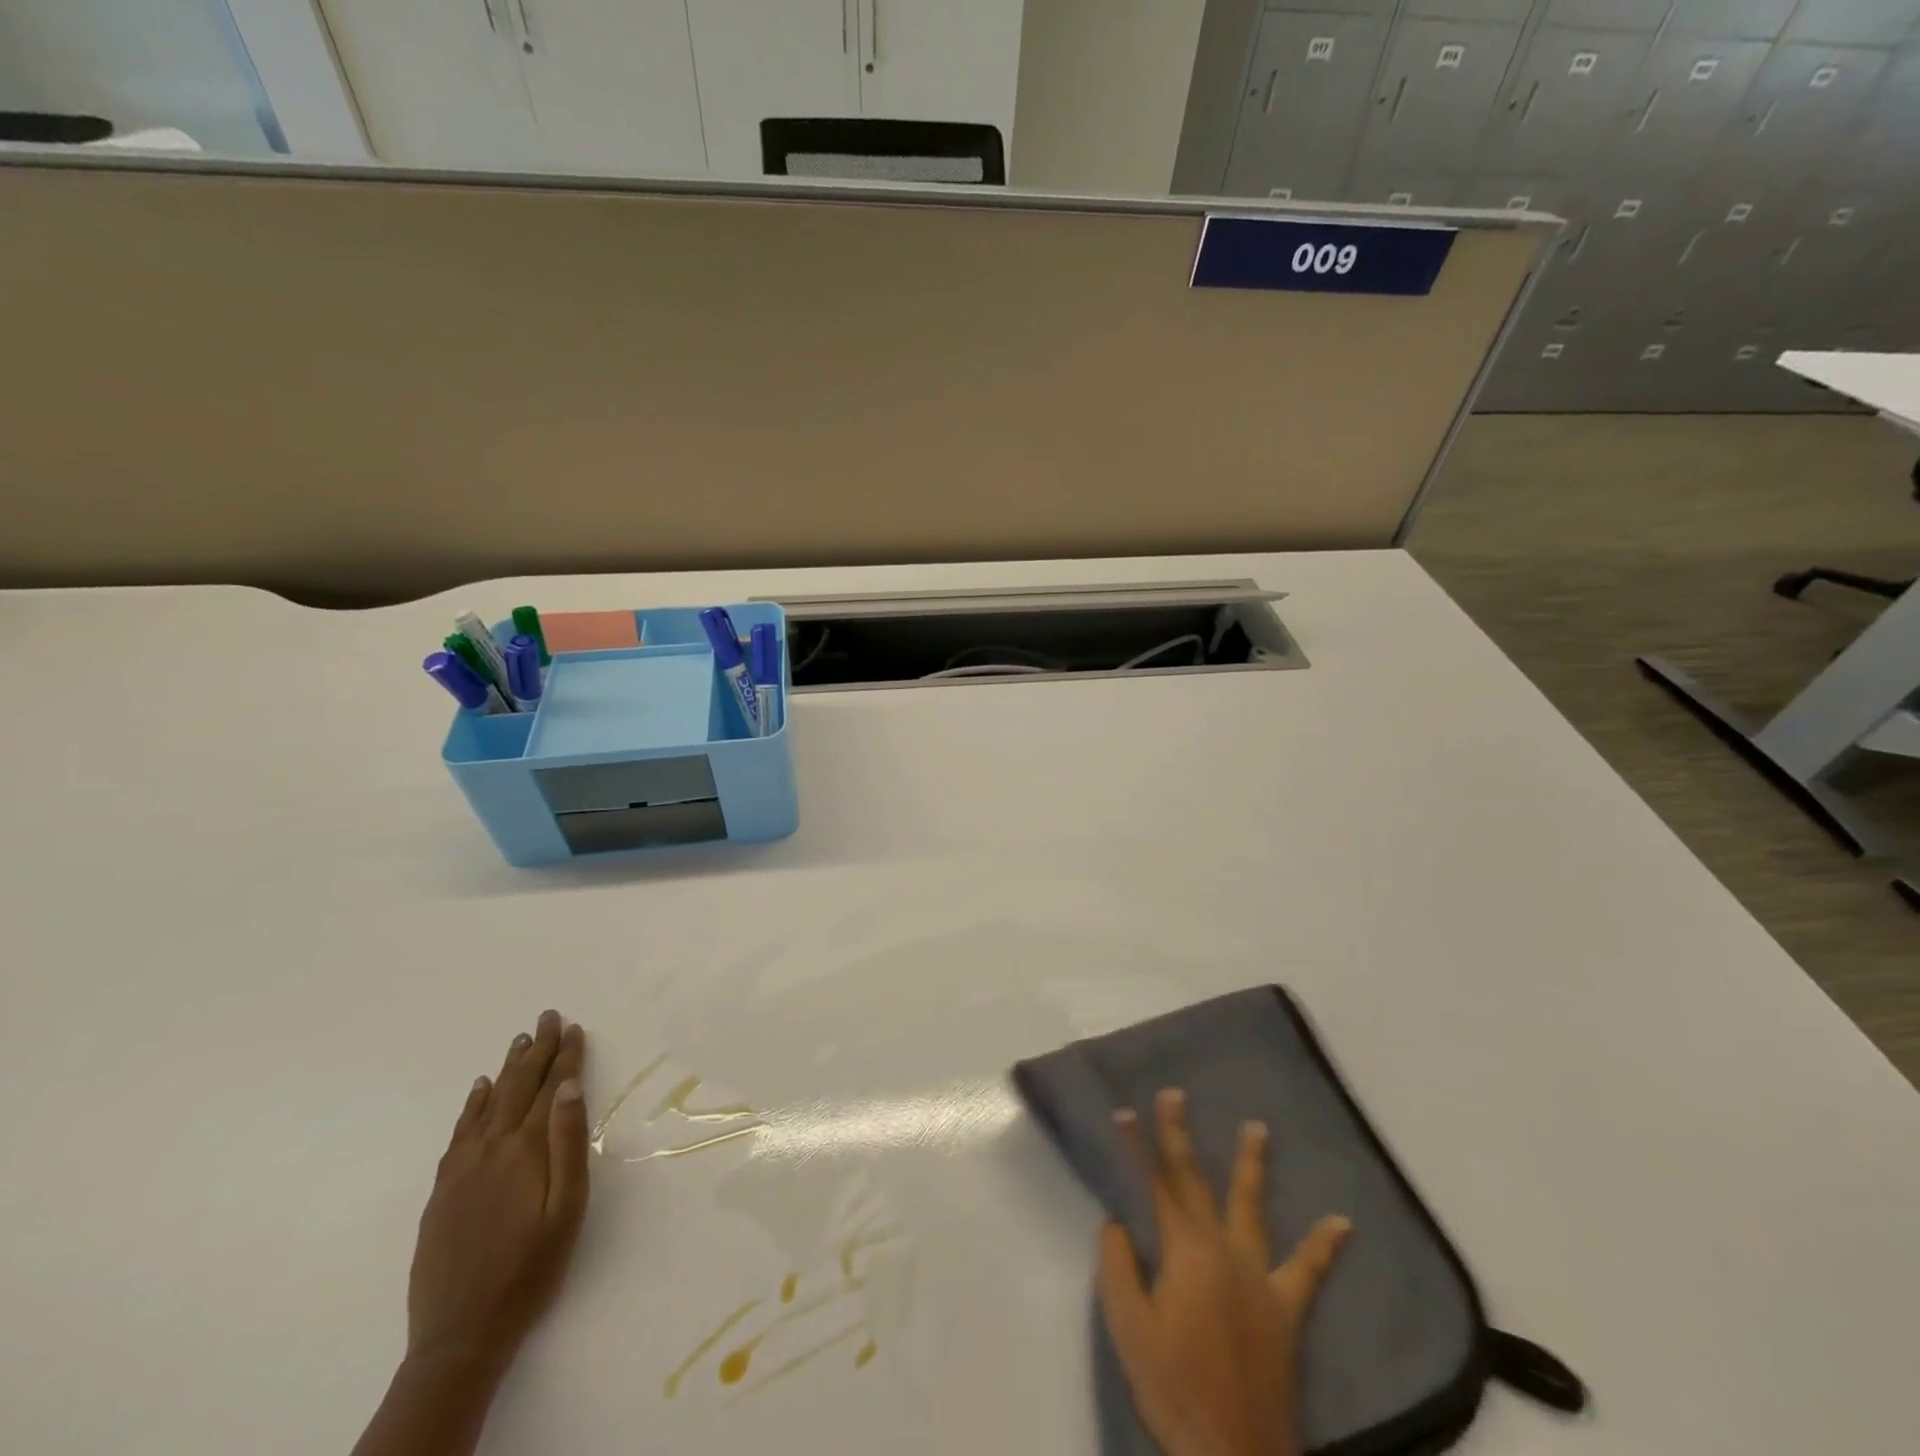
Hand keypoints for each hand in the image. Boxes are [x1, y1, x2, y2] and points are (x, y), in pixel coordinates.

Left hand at [406, 1010, 590, 1376]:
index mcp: (526, 1150)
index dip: (564, 1056)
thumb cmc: (530, 1268)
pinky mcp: (443, 1189)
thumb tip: (569, 1087)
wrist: (460, 1334)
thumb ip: (568, 1143)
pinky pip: (459, 1132)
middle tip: (548, 1016)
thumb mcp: (566, 1208)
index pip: (550, 1089)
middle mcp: (492, 1148)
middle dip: (536, 1050)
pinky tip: (478, 1090)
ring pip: (488, 1103)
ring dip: (506, 1069)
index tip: (574, 1027)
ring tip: (519, 1041)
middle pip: (517, 1087)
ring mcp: (462, 1168)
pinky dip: (471, 1105)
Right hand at [1098, 1089, 1350, 1455]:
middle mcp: (1223, 1251)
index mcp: (1185, 1253)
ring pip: (1252, 1209)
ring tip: (1258, 1128)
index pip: (1156, 1185)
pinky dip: (1324, 1246)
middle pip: (1197, 1183)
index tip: (1125, 1111)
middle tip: (1175, 1094)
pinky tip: (1341, 1223)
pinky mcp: (1286, 1312)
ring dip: (1251, 1166)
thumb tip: (1118, 1223)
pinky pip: (1308, 1273)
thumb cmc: (1174, 1390)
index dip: (1139, 1147)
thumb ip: (1119, 1267)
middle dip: (1180, 1136)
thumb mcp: (1128, 1328)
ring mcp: (1260, 1279)